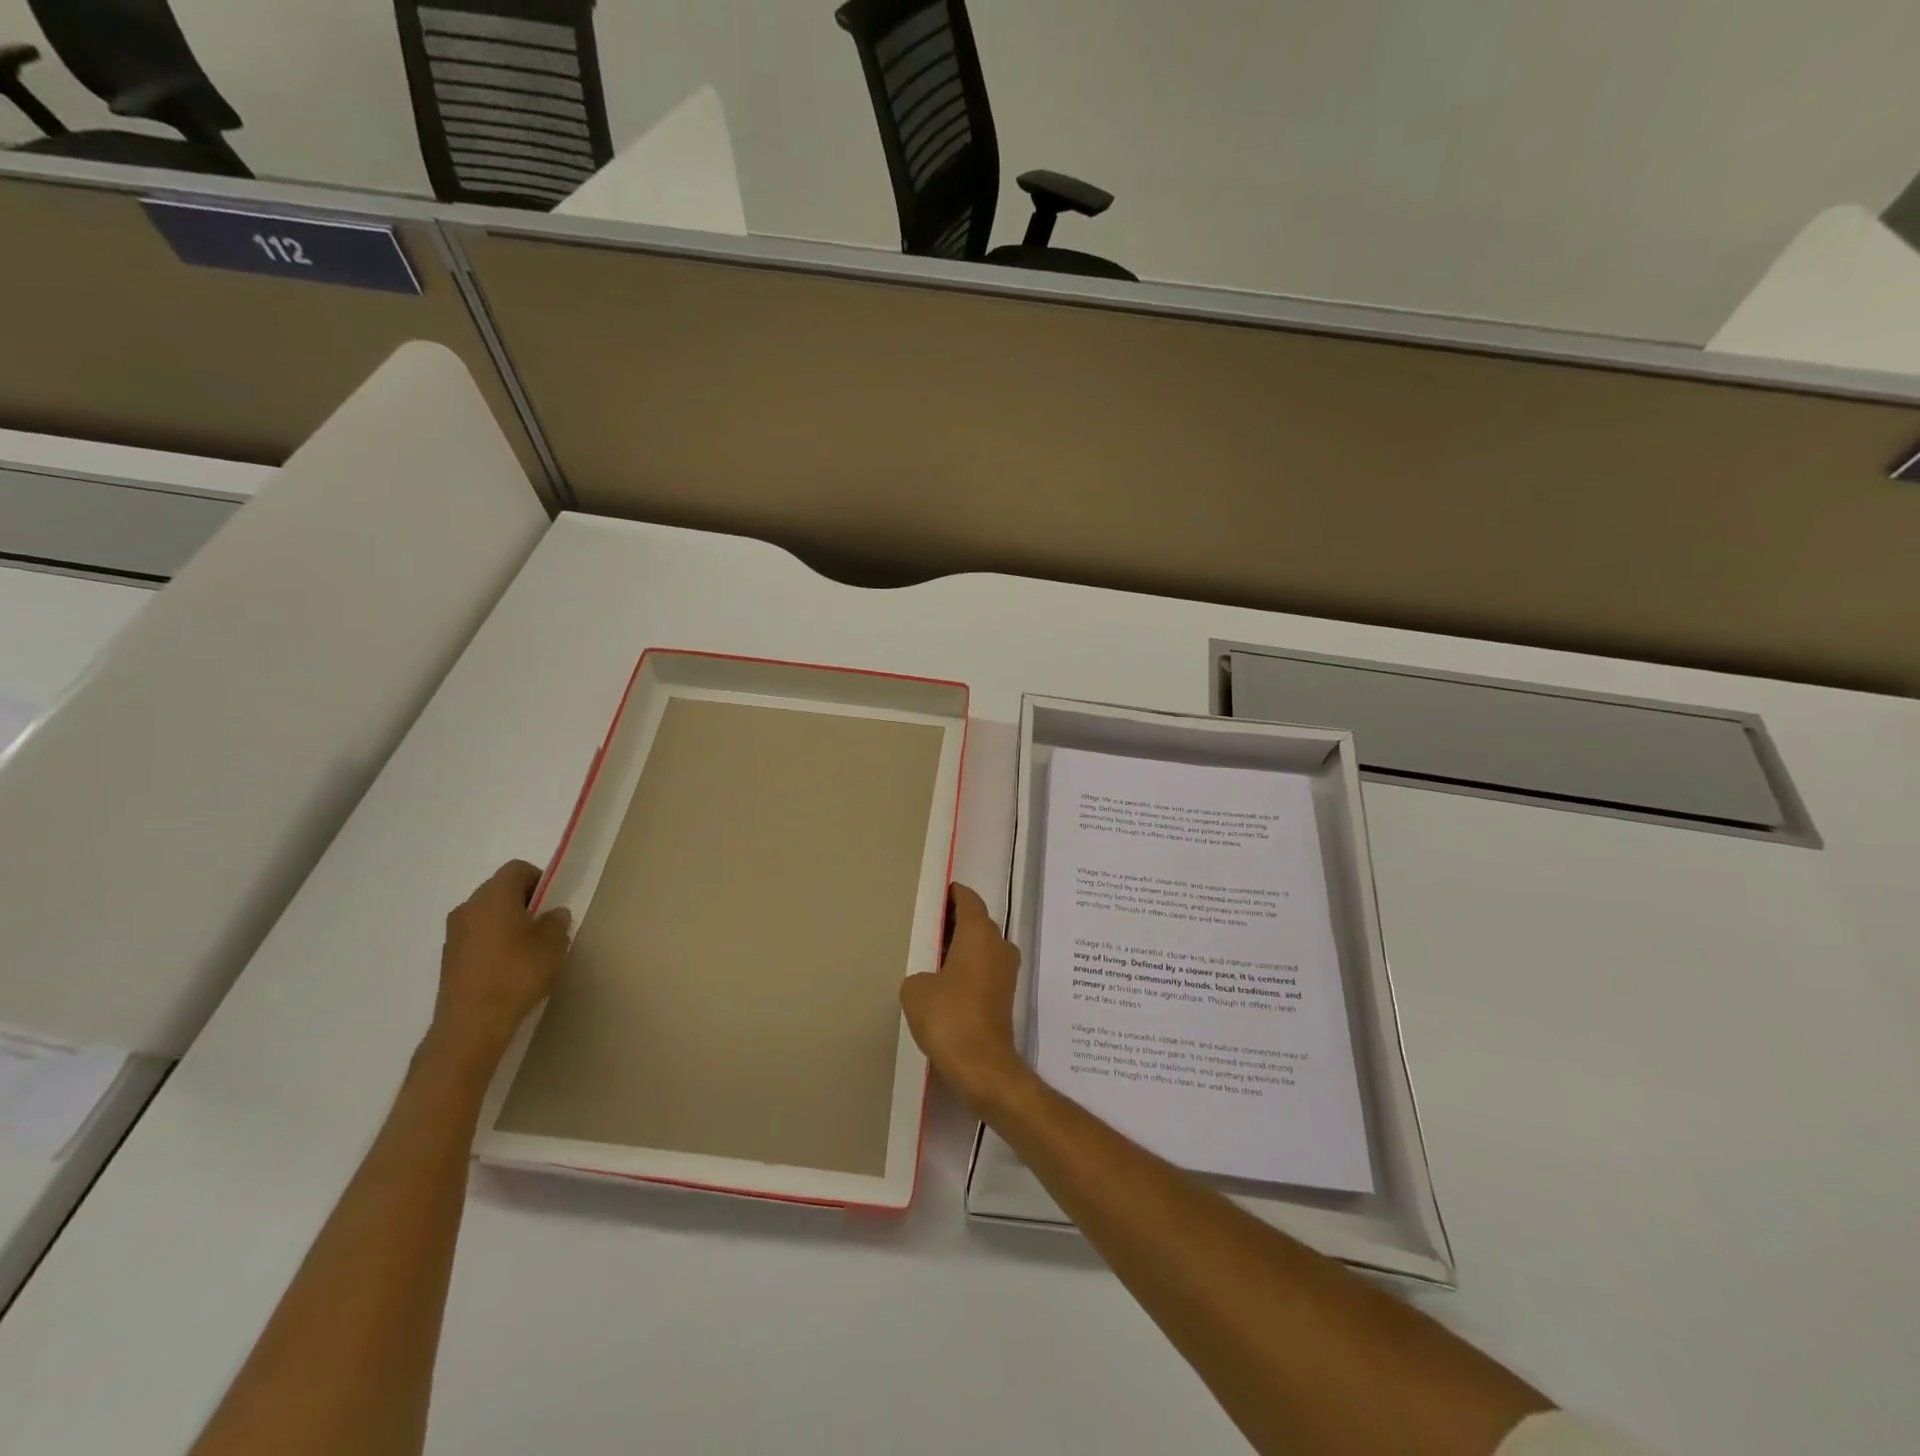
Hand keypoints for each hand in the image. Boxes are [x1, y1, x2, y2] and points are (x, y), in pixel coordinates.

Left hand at [429, 860, 572, 1068]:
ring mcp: (453, 933)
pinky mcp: (449, 957)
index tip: (554, 902)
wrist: (471, 1023)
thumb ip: (556, 921)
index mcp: (494, 895)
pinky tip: (508, 966)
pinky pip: (476, 936)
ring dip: (507, 922)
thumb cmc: (517, 973)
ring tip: (528, 948)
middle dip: (524, 900)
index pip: (517, 869)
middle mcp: (468, 907)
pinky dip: (493, 941)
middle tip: (545, 924)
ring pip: (487, 914)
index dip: (540, 879)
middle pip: (499, 889)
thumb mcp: (553, 944)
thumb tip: (552, 914)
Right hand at [900, 883, 1032, 1111]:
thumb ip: (920, 973)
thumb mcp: (915, 989)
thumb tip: (930, 979)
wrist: (982, 1066)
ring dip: (963, 948)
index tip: (939, 894)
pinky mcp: (1005, 998)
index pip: (969, 900)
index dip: (954, 894)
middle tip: (930, 925)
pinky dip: (969, 969)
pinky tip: (947, 984)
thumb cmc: (948, 1017)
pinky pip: (985, 970)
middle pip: (978, 923)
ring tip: (934, 956)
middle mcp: (999, 947)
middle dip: (956, 922)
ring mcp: (1006, 973)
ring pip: (983, 948)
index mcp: (979, 934)